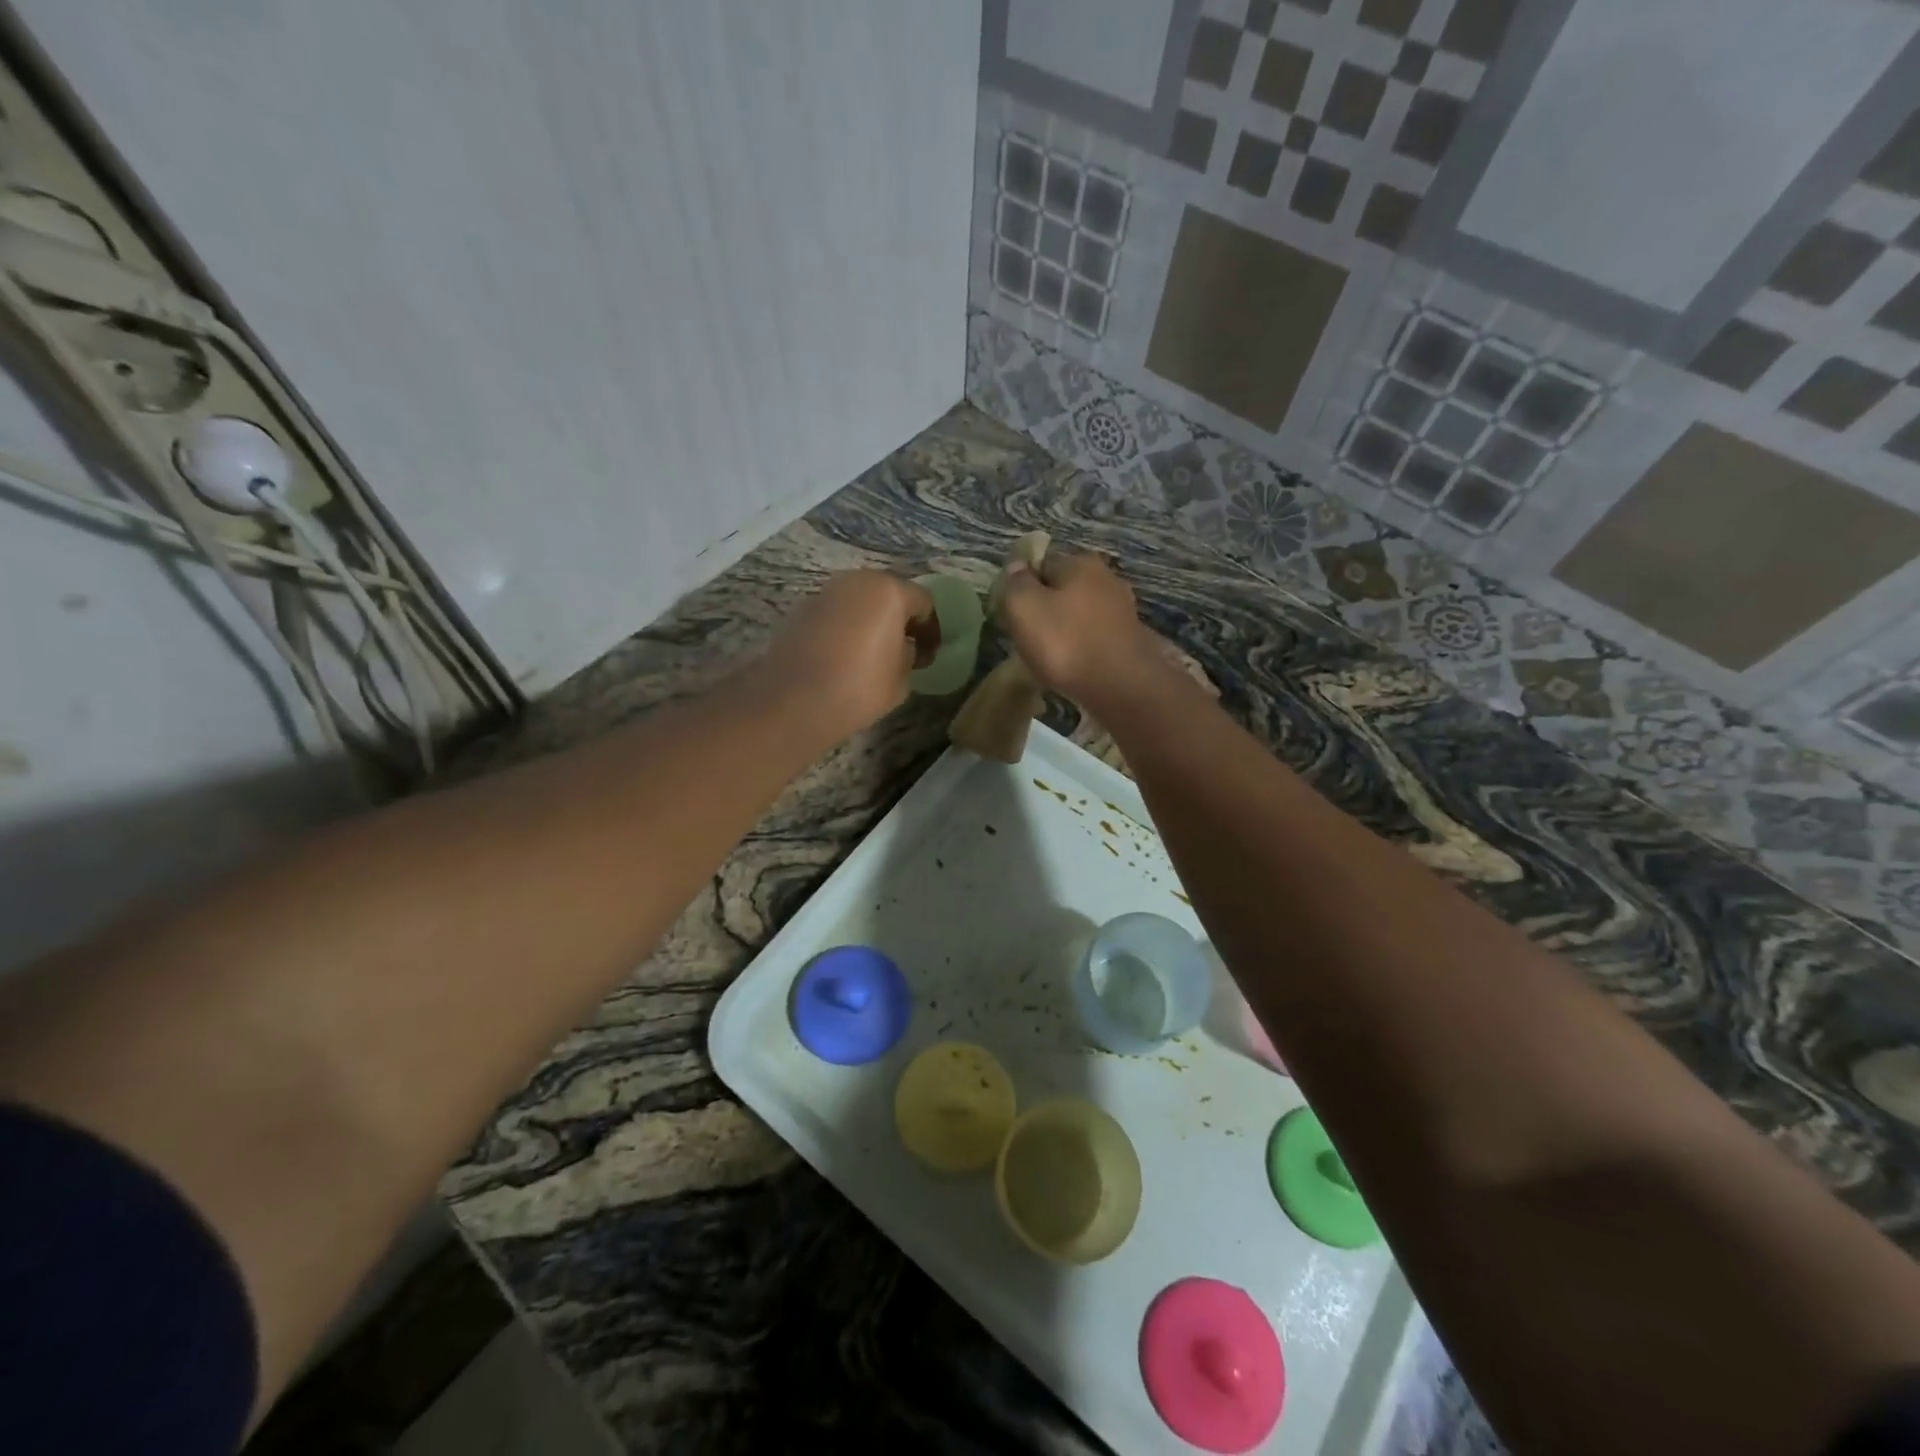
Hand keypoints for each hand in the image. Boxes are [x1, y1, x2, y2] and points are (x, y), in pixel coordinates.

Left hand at [758, 570, 935, 738]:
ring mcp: (825, 592)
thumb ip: (909, 656)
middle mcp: (857, 581)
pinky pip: (835, 613)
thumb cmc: (860, 687)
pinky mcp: (801, 609)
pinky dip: (845, 627)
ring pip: (859, 601)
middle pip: (888, 594)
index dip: (931, 630)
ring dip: (870, 621)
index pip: (923, 603)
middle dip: (899, 619)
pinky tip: (843, 656)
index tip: (928, 656)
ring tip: (872, 653)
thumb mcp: (901, 679)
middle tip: (904, 649)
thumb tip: (903, 648)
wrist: (794, 700)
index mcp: (889, 592)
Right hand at [999, 551, 1154, 701]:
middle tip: (1028, 637)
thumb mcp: (1024, 608)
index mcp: (1081, 563)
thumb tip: (1017, 567)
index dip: (1023, 586)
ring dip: (1065, 629)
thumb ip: (1016, 583)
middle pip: (1064, 588)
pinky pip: (1096, 636)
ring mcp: (1123, 610)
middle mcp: (1108, 578)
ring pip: (1081, 613)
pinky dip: (1083, 647)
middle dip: (1046, 608)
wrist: (1121, 687)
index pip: (1041, 563)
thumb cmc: (1066, 643)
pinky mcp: (1131, 639)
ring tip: (1050, 655)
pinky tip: (1074, 665)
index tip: (1013, 613)